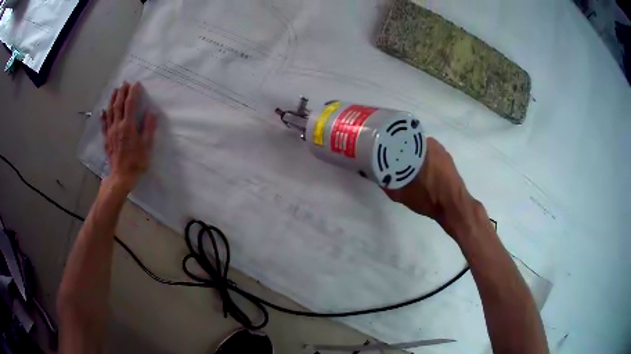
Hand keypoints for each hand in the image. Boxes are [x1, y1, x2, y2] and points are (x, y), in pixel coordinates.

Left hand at [101, 82, 156, 190]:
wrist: (121, 177)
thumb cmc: (136, 162)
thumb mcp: (147, 146)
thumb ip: (149, 128)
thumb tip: (150, 112)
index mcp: (128, 126)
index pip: (130, 104)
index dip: (133, 92)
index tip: (136, 84)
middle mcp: (117, 126)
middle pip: (118, 105)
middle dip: (122, 92)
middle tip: (125, 83)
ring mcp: (110, 132)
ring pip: (110, 112)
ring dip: (112, 99)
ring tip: (114, 90)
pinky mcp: (106, 139)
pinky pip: (103, 124)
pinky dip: (103, 116)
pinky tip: (103, 110)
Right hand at [384, 137, 480, 239]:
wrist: (453, 207)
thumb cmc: (428, 197)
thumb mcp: (400, 193)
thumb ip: (384, 182)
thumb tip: (371, 173)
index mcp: (420, 145)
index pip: (399, 137)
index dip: (389, 142)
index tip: (380, 150)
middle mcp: (432, 143)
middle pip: (409, 142)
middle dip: (400, 150)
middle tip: (390, 161)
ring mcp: (442, 151)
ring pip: (420, 149)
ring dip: (412, 156)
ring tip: (403, 168)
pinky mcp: (448, 160)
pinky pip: (430, 155)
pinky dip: (422, 161)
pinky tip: (418, 173)